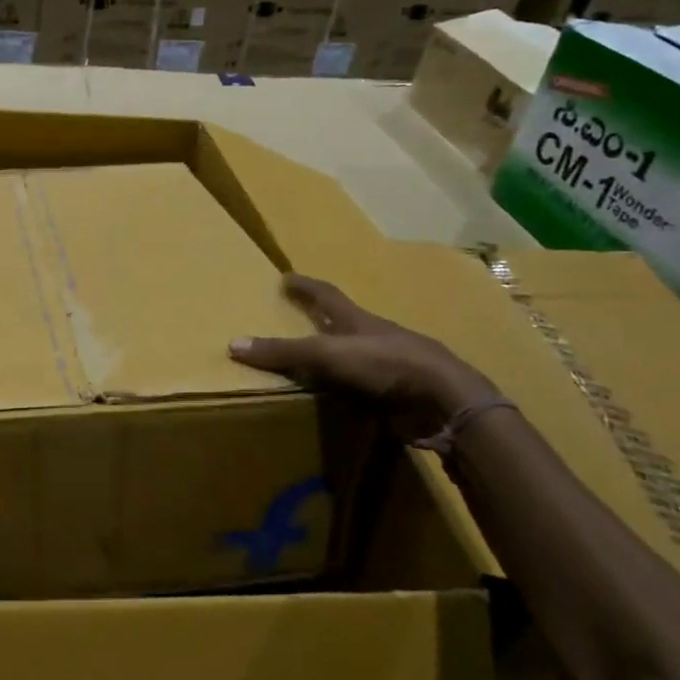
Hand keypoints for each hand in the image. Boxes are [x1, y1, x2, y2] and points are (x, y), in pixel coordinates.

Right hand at [229, 273, 493, 437]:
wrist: (445, 400)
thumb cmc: (385, 363)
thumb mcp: (327, 353)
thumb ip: (283, 351)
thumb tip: (233, 344)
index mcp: (358, 320)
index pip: (326, 295)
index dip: (305, 286)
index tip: (286, 276)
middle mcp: (375, 338)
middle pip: (344, 325)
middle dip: (322, 322)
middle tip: (296, 321)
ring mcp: (391, 367)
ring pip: (357, 359)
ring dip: (337, 361)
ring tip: (311, 367)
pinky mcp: (400, 396)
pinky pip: (366, 391)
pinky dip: (350, 394)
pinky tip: (339, 402)